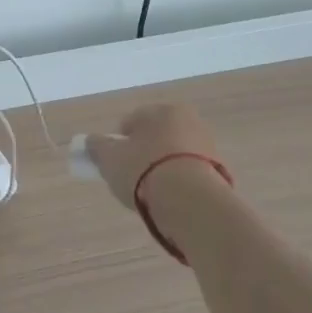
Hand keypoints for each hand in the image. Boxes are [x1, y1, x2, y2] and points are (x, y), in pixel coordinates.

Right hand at [85, 103, 224, 211]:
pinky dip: (179, 185)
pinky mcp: (219, 173)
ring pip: (173, 157)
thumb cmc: (145, 171)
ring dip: (163, 171)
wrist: (191, 203)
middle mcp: (189, 121)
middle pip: (155, 138)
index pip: (132, 122)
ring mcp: (208, 147)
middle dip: (143, 156)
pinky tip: (171, 202)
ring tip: (151, 195)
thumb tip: (92, 141)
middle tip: (131, 180)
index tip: (114, 165)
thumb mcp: (110, 158)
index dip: (119, 143)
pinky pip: (189, 176)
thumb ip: (98, 147)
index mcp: (162, 110)